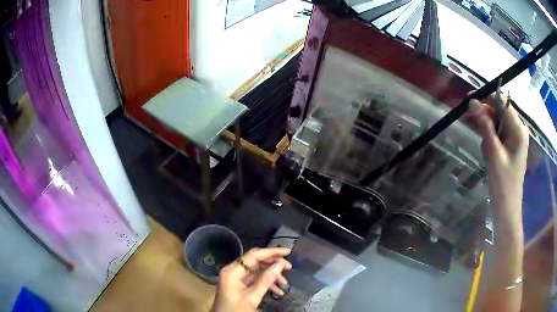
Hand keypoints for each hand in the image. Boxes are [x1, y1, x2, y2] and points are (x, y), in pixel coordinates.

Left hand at [212, 247, 291, 311]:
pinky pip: (254, 279)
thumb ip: (266, 280)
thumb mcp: (252, 297)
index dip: (271, 252)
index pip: (254, 255)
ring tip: (285, 282)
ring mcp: (235, 278)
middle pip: (256, 261)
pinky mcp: (239, 285)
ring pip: (257, 270)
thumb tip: (280, 265)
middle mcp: (233, 270)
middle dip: (273, 264)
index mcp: (232, 271)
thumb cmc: (236, 310)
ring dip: (271, 275)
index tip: (288, 252)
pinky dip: (266, 283)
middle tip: (289, 267)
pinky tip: (278, 291)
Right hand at [467, 95, 528, 230]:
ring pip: (497, 124)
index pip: (502, 102)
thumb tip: (472, 102)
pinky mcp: (510, 147)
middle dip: (485, 116)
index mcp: (518, 129)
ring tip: (484, 150)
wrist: (507, 209)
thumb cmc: (503, 184)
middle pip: (499, 112)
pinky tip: (487, 153)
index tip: (469, 100)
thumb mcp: (494, 153)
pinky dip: (490, 140)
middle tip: (469, 121)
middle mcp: (518, 130)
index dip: (486, 98)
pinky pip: (498, 135)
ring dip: (487, 131)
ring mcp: (514, 139)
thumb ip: (485, 126)